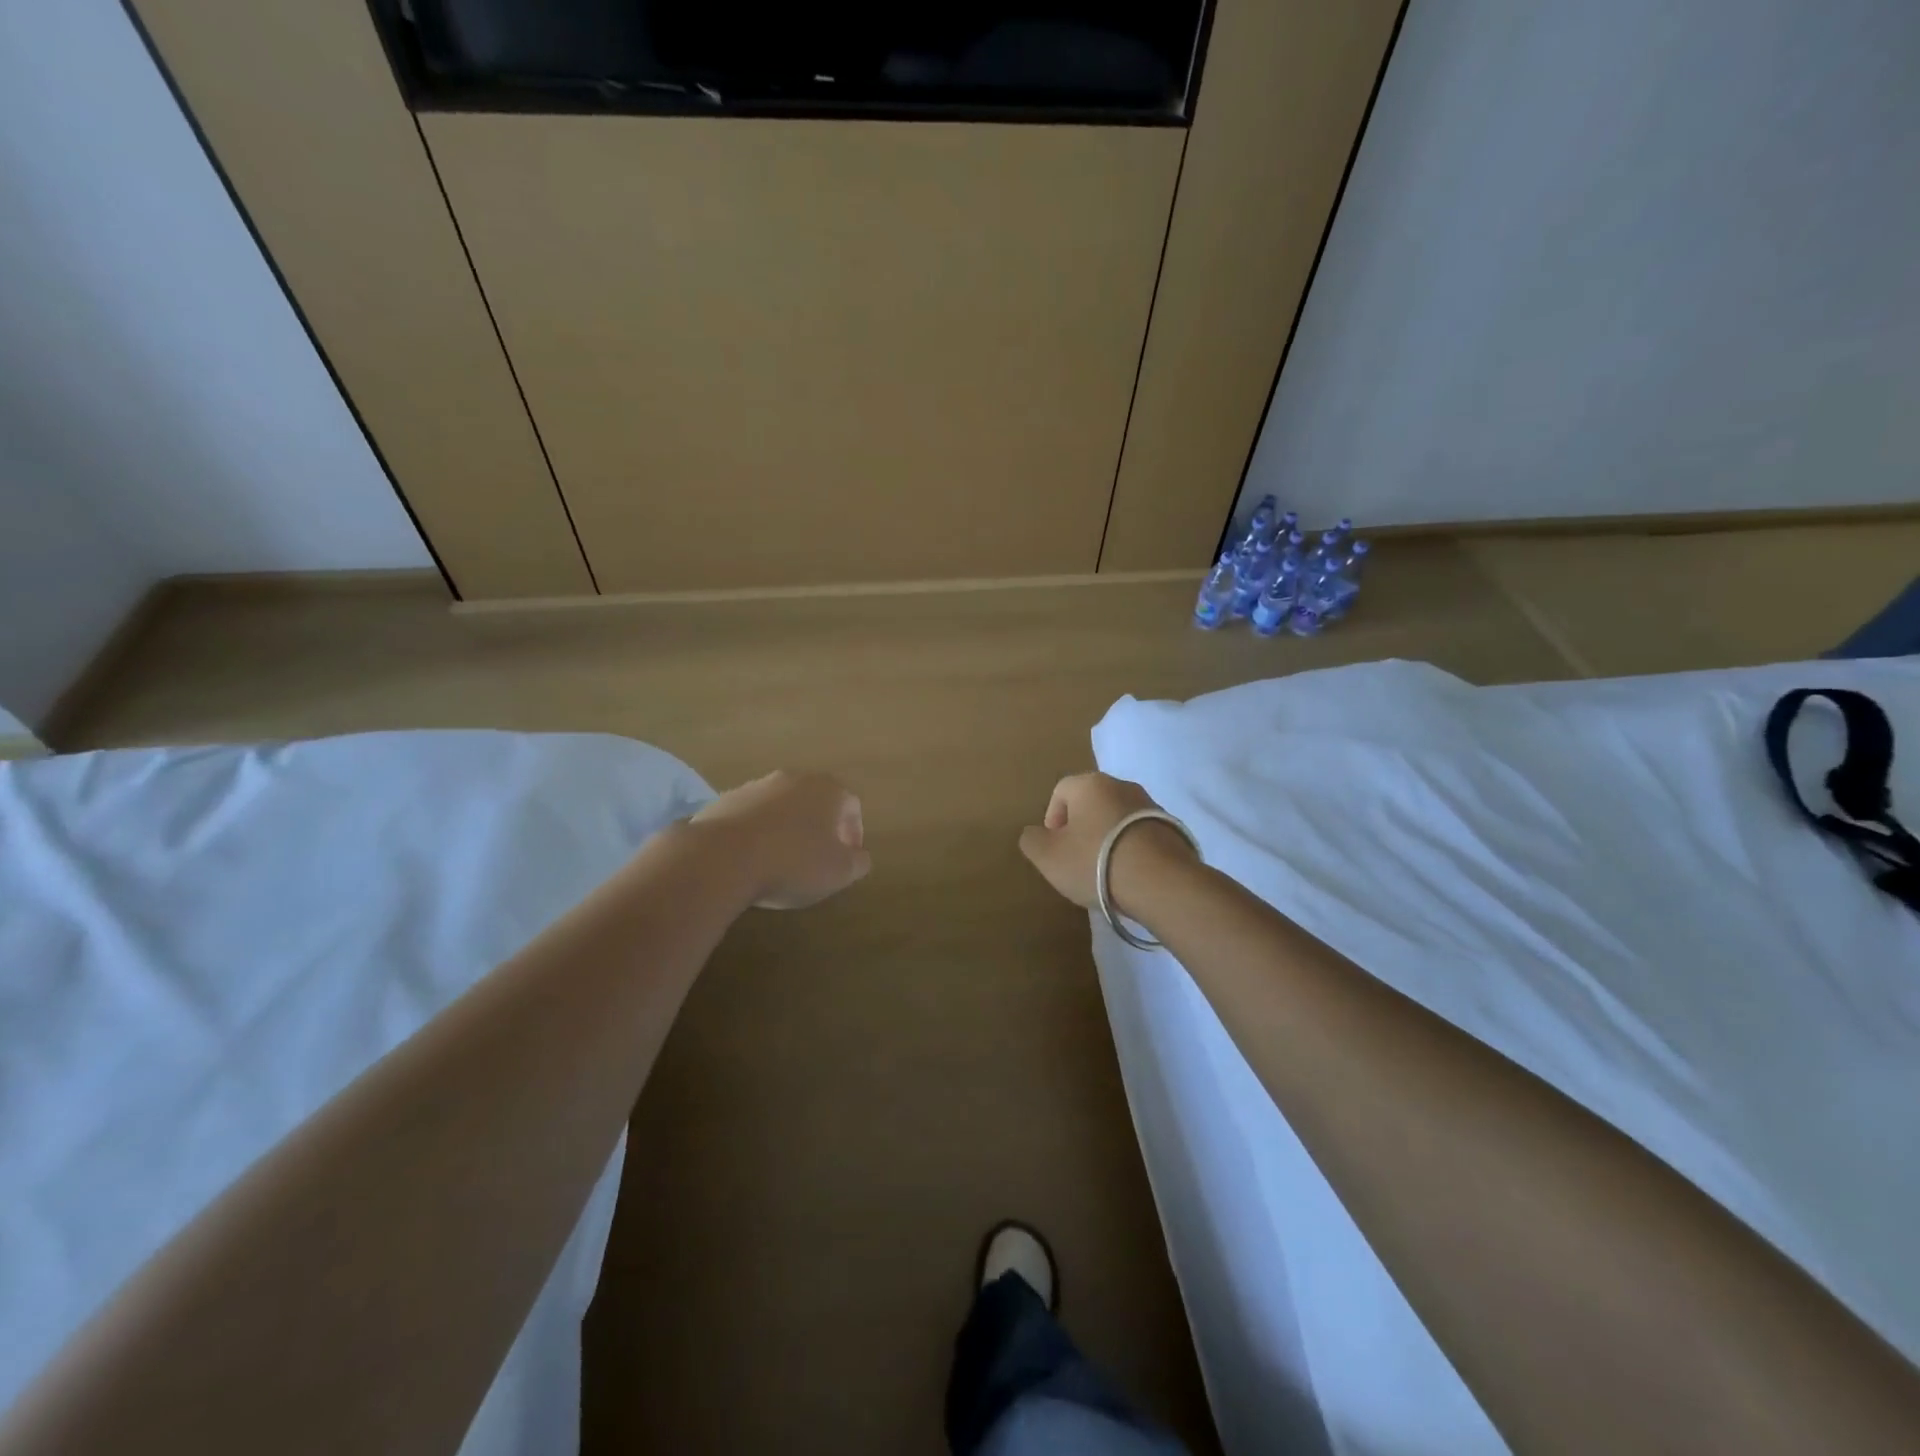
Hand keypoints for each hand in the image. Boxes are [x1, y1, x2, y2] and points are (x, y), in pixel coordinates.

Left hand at [689, 770, 870, 909]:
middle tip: (818, 857)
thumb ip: (858, 862)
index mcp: (827, 789)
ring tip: (781, 860)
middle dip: (820, 827)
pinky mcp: (725, 800)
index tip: (848, 857)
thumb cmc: (793, 863)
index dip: (854, 833)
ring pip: (782, 806)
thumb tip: (860, 856)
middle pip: (815, 800)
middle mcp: (794, 779)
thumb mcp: (839, 872)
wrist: (722, 858)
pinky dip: (758, 832)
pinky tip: (752, 858)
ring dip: (787, 828)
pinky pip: (752, 816)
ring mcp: (756, 786)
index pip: (852, 805)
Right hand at [1018, 772, 1198, 917]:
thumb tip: (1035, 833)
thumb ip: (1032, 840)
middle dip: (1081, 828)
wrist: (1160, 881)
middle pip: (1092, 803)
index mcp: (1089, 784)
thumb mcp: (1047, 856)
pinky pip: (1141, 834)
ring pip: (1118, 818)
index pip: (1061, 790)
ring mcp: (1152, 805)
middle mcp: (1122, 785)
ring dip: (1108, 838)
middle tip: (1077, 859)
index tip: (1055, 847)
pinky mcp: (1173, 829)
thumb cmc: (1094, 862)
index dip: (1052, 818)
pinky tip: (1129, 874)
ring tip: (1105, 870)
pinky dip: (1132, 849)